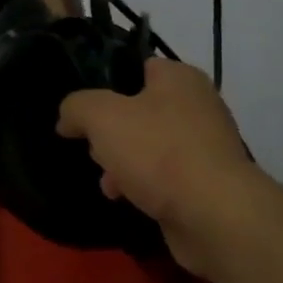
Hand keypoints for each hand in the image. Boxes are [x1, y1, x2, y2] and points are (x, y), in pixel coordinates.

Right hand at [56, 57, 264, 277]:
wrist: (214, 215)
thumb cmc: (158, 151)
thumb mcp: (101, 116)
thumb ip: (76, 107)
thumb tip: (68, 118)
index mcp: (179, 78)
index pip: (136, 67)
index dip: (105, 84)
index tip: (83, 107)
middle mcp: (198, 105)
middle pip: (139, 110)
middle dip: (110, 131)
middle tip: (94, 147)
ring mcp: (206, 146)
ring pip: (150, 145)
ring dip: (123, 162)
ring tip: (107, 182)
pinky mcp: (207, 183)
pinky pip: (165, 176)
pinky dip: (144, 185)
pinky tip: (125, 198)